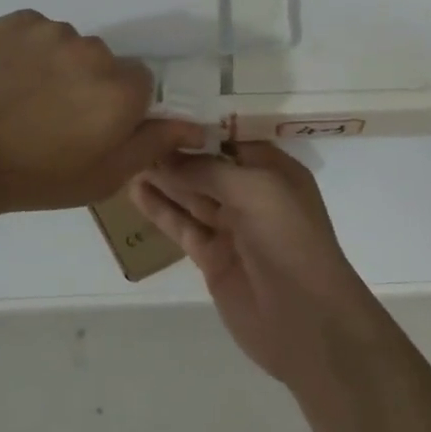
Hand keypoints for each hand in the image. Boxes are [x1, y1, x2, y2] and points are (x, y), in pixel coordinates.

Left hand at [0, 10, 203, 216]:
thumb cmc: (29, 178)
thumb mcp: (100, 177)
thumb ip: (152, 145)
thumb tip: (195, 125)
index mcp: (120, 90)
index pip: (139, 86)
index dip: (116, 110)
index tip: (88, 130)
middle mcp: (94, 51)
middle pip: (104, 63)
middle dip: (88, 86)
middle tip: (51, 119)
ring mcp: (50, 31)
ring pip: (69, 45)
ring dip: (56, 66)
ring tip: (20, 99)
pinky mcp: (13, 20)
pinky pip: (34, 32)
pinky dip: (26, 51)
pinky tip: (1, 80)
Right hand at [130, 143, 386, 385]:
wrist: (305, 319)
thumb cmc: (288, 239)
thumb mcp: (255, 190)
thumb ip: (209, 171)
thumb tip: (167, 156)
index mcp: (275, 171)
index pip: (232, 139)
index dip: (200, 129)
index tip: (162, 112)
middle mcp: (254, 195)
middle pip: (208, 167)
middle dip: (176, 152)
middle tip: (134, 133)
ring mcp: (231, 228)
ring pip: (191, 195)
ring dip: (163, 178)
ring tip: (126, 156)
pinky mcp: (212, 257)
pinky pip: (182, 226)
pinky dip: (160, 209)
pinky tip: (135, 191)